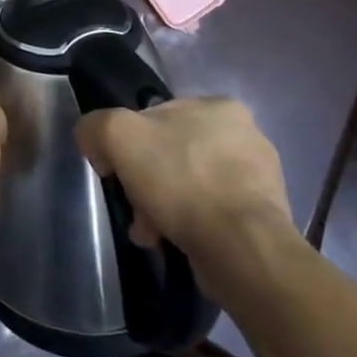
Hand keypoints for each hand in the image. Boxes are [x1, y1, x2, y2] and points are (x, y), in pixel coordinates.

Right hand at [75, 98, 295, 284]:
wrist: (241, 249)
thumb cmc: (181, 180)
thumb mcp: (117, 135)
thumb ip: (95, 127)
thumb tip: (95, 143)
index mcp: (219, 107)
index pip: (154, 116)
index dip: (126, 142)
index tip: (116, 170)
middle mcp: (245, 136)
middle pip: (170, 154)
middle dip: (145, 182)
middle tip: (134, 206)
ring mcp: (258, 180)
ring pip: (188, 186)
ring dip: (162, 207)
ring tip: (150, 232)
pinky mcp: (262, 218)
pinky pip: (209, 214)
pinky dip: (187, 226)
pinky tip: (172, 241)